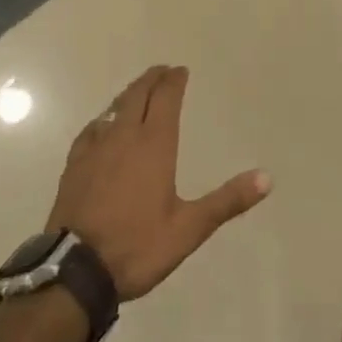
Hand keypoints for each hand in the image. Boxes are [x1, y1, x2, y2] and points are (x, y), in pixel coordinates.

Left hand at [47, 66, 270, 300]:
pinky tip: (102, 126)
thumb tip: (267, 178)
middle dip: (152, 79)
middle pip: (138, 95)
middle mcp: (124, 136)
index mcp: (154, 144)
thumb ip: (227, 201)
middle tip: (162, 70)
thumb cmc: (136, 246)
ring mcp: (95, 149)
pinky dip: (104, 119)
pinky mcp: (74, 165)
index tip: (181, 70)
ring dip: (129, 94)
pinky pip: (91, 130)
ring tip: (138, 91)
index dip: (174, 81)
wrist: (74, 271)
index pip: (165, 98)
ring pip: (114, 108)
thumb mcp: (188, 229)